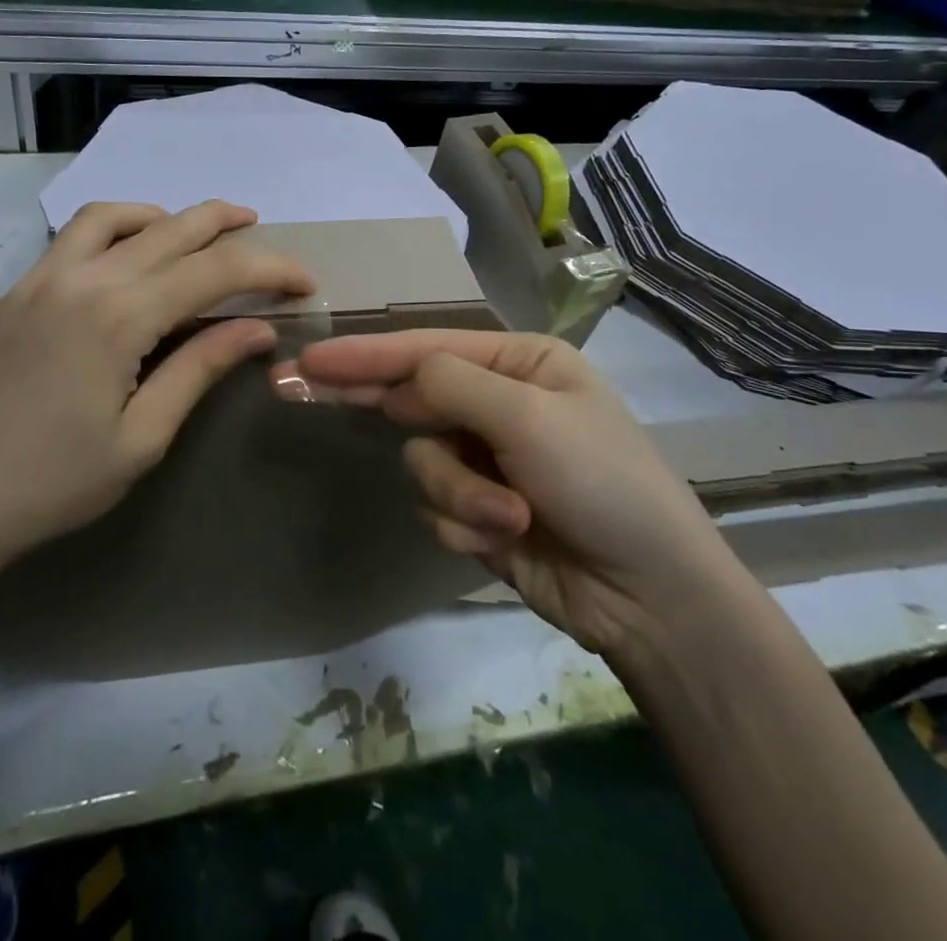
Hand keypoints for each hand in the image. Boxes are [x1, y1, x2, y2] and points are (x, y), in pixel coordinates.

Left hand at [0, 201, 313, 615]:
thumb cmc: (53, 484)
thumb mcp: (142, 438)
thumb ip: (199, 369)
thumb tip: (257, 328)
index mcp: (117, 316)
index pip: (212, 271)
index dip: (268, 268)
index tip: (304, 280)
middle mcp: (79, 279)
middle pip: (168, 229)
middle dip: (222, 223)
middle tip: (258, 226)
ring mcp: (37, 280)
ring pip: (111, 217)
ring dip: (161, 215)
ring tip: (191, 232)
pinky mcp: (11, 294)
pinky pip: (70, 239)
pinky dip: (112, 231)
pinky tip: (124, 262)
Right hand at [289, 329, 741, 660]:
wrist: (653, 597)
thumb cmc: (602, 482)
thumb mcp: (529, 418)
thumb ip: (452, 384)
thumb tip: (401, 379)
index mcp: (519, 363)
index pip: (425, 349)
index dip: (364, 353)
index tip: (310, 359)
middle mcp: (498, 403)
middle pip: (413, 395)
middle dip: (369, 399)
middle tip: (293, 386)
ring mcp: (488, 458)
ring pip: (423, 460)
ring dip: (456, 491)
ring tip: (507, 515)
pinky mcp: (481, 510)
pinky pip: (438, 505)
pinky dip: (465, 522)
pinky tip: (507, 536)